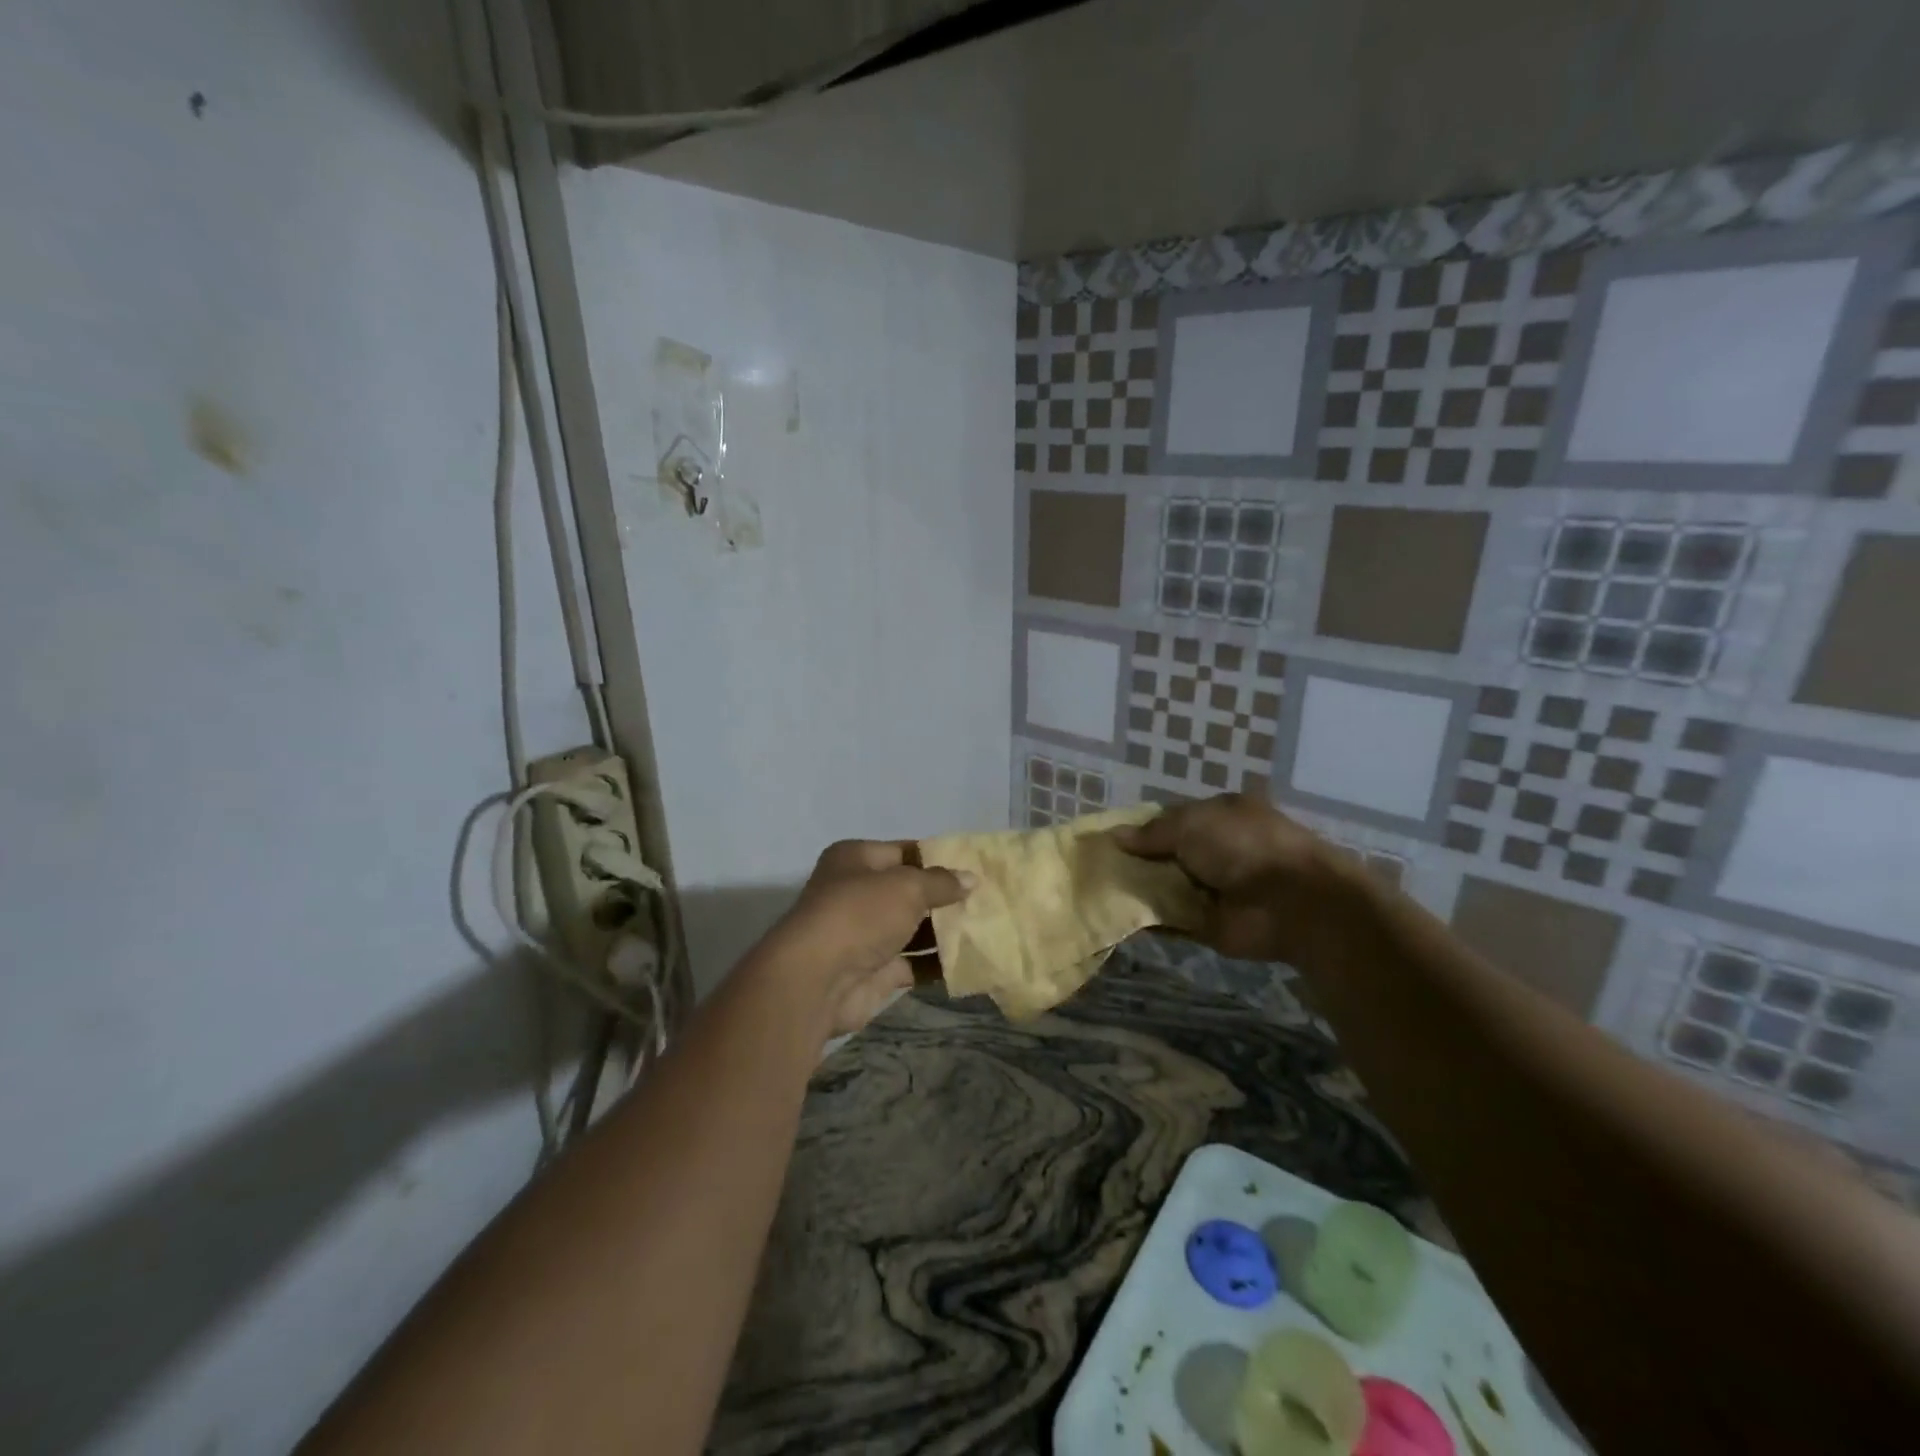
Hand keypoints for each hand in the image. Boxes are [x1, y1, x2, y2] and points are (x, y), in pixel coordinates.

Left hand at [759, 840, 973, 1037]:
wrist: (817, 980)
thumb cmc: (860, 915)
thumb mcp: (907, 886)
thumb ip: (941, 883)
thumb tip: (971, 879)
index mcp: (856, 859)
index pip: (905, 852)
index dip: (939, 858)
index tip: (976, 867)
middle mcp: (857, 892)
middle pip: (910, 891)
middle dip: (946, 896)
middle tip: (989, 899)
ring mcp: (865, 934)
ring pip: (913, 928)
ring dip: (945, 931)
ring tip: (988, 928)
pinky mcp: (874, 971)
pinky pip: (914, 963)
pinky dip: (938, 963)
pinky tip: (972, 960)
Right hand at [1112, 793, 1350, 964]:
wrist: (1292, 903)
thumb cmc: (1243, 846)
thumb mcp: (1191, 824)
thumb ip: (1152, 832)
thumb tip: (1115, 836)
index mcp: (1219, 816)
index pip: (1171, 819)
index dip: (1141, 828)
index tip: (1108, 838)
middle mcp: (1216, 850)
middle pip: (1166, 854)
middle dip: (1135, 860)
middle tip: (1094, 866)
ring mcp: (1212, 889)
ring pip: (1165, 887)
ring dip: (1137, 890)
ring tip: (1096, 891)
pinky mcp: (1207, 924)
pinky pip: (1170, 921)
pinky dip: (1147, 921)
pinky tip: (1116, 917)